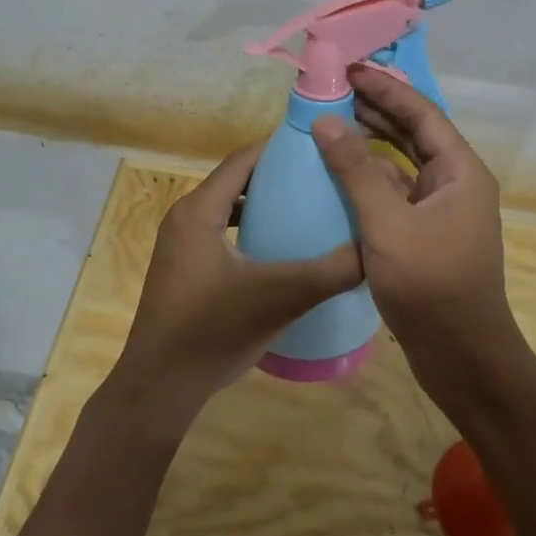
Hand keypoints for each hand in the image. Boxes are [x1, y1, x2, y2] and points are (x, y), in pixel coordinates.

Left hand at [108, 142, 363, 429]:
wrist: (160, 388)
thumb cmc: (213, 332)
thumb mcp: (281, 297)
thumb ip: (331, 271)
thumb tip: (375, 249)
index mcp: (199, 210)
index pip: (243, 160)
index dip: (281, 148)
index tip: (321, 148)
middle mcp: (185, 218)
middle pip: (237, 180)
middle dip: (279, 176)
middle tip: (324, 178)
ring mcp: (181, 245)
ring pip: (230, 208)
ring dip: (265, 204)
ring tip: (309, 208)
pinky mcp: (185, 269)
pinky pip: (223, 233)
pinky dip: (251, 230)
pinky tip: (281, 250)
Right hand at [311, 68, 525, 409]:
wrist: (461, 356)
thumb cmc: (430, 285)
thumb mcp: (387, 224)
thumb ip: (356, 171)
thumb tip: (327, 122)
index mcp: (460, 171)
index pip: (421, 113)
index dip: (386, 88)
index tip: (349, 70)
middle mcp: (455, 183)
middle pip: (414, 133)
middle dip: (377, 110)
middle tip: (334, 91)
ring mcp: (442, 210)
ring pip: (404, 163)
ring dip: (372, 144)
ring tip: (332, 123)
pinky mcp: (426, 234)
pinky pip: (397, 192)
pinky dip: (371, 179)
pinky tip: (341, 176)